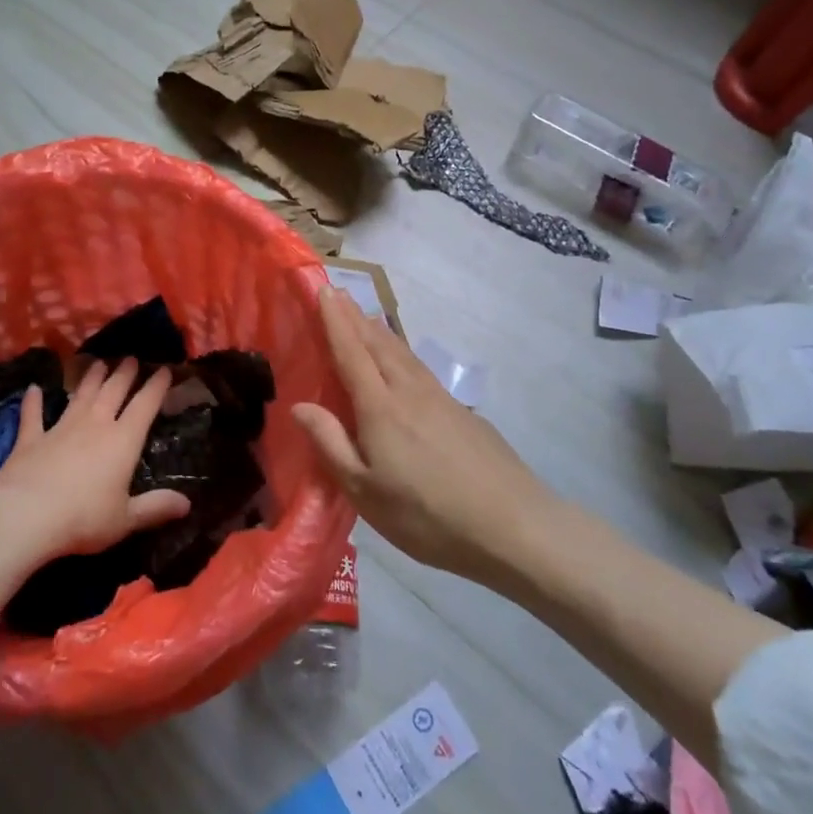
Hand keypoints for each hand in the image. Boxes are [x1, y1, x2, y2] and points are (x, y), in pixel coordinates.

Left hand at [0, 359, 189, 625]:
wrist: (25, 516)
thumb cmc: (83, 518)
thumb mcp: (126, 519)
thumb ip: (156, 508)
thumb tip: (188, 504)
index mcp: (123, 441)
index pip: (145, 405)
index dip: (157, 386)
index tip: (165, 369)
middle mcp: (95, 425)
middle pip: (113, 391)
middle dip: (124, 373)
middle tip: (131, 358)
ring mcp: (61, 428)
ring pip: (80, 395)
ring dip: (90, 378)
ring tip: (97, 362)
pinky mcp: (30, 439)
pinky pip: (33, 415)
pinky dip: (33, 402)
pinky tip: (32, 389)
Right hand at [293, 287, 545, 582]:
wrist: (513, 525)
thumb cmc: (428, 515)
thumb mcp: (366, 492)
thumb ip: (332, 444)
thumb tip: (300, 406)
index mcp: (381, 408)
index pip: (351, 352)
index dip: (335, 321)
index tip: (323, 289)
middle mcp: (410, 392)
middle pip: (378, 344)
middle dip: (355, 317)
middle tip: (338, 292)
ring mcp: (441, 399)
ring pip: (403, 353)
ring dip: (379, 331)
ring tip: (366, 317)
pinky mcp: (462, 412)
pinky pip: (421, 368)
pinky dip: (402, 352)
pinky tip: (404, 362)